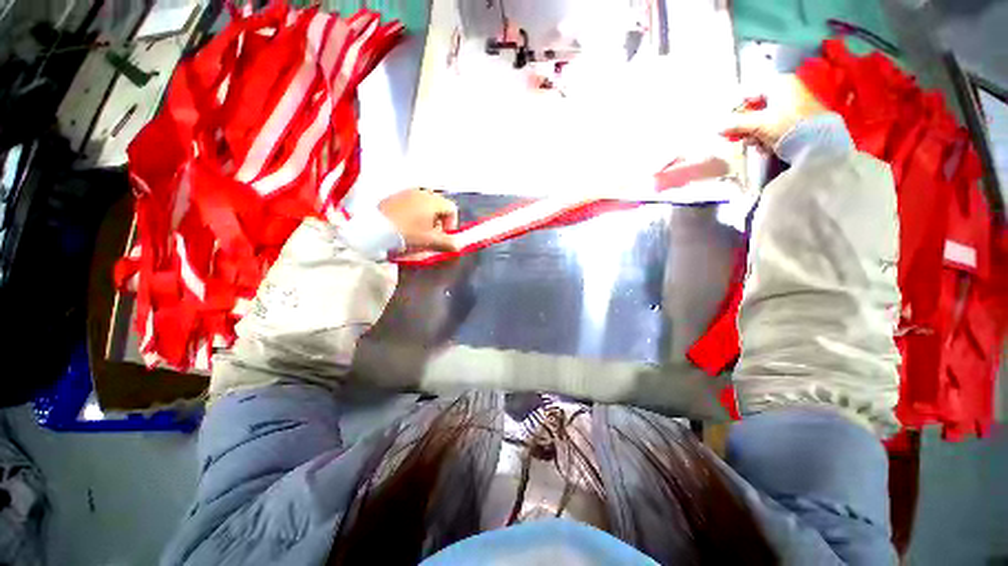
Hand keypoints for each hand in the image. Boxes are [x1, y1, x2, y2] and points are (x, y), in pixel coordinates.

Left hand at [379, 189, 458, 253]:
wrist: (371, 229)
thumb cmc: (405, 234)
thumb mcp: (428, 242)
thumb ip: (448, 243)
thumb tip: (459, 246)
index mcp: (432, 201)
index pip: (452, 209)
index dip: (452, 224)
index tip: (443, 237)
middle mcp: (422, 192)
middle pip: (439, 207)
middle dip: (439, 223)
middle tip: (431, 237)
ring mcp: (406, 193)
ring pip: (425, 206)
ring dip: (426, 220)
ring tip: (417, 233)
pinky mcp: (394, 197)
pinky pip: (411, 205)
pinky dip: (414, 215)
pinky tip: (405, 227)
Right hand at [720, 75, 827, 152]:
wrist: (819, 142)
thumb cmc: (788, 126)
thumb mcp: (758, 124)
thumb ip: (736, 124)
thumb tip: (717, 128)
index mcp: (779, 83)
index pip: (748, 92)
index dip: (735, 109)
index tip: (727, 124)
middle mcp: (786, 89)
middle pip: (754, 107)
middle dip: (745, 125)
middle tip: (739, 137)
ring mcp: (793, 104)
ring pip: (762, 118)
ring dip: (753, 133)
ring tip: (755, 144)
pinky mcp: (797, 118)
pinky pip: (773, 125)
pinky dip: (765, 135)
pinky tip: (765, 145)